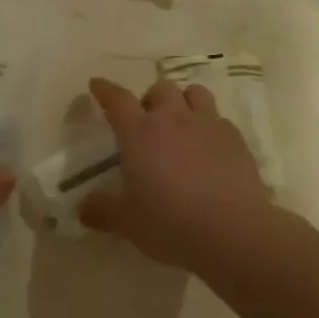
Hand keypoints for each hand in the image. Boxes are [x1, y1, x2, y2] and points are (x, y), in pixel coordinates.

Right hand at [78, 77, 271, 272]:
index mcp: (140, 133)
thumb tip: (82, 209)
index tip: (97, 85)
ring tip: (180, 123)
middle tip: (146, 122)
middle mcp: (174, 119)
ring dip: (183, 101)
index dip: (105, 90)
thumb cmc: (169, 223)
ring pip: (194, 93)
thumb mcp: (126, 222)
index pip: (117, 100)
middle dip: (150, 99)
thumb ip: (101, 211)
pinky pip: (219, 119)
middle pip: (160, 89)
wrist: (232, 232)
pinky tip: (208, 148)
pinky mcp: (236, 139)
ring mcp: (208, 125)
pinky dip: (208, 126)